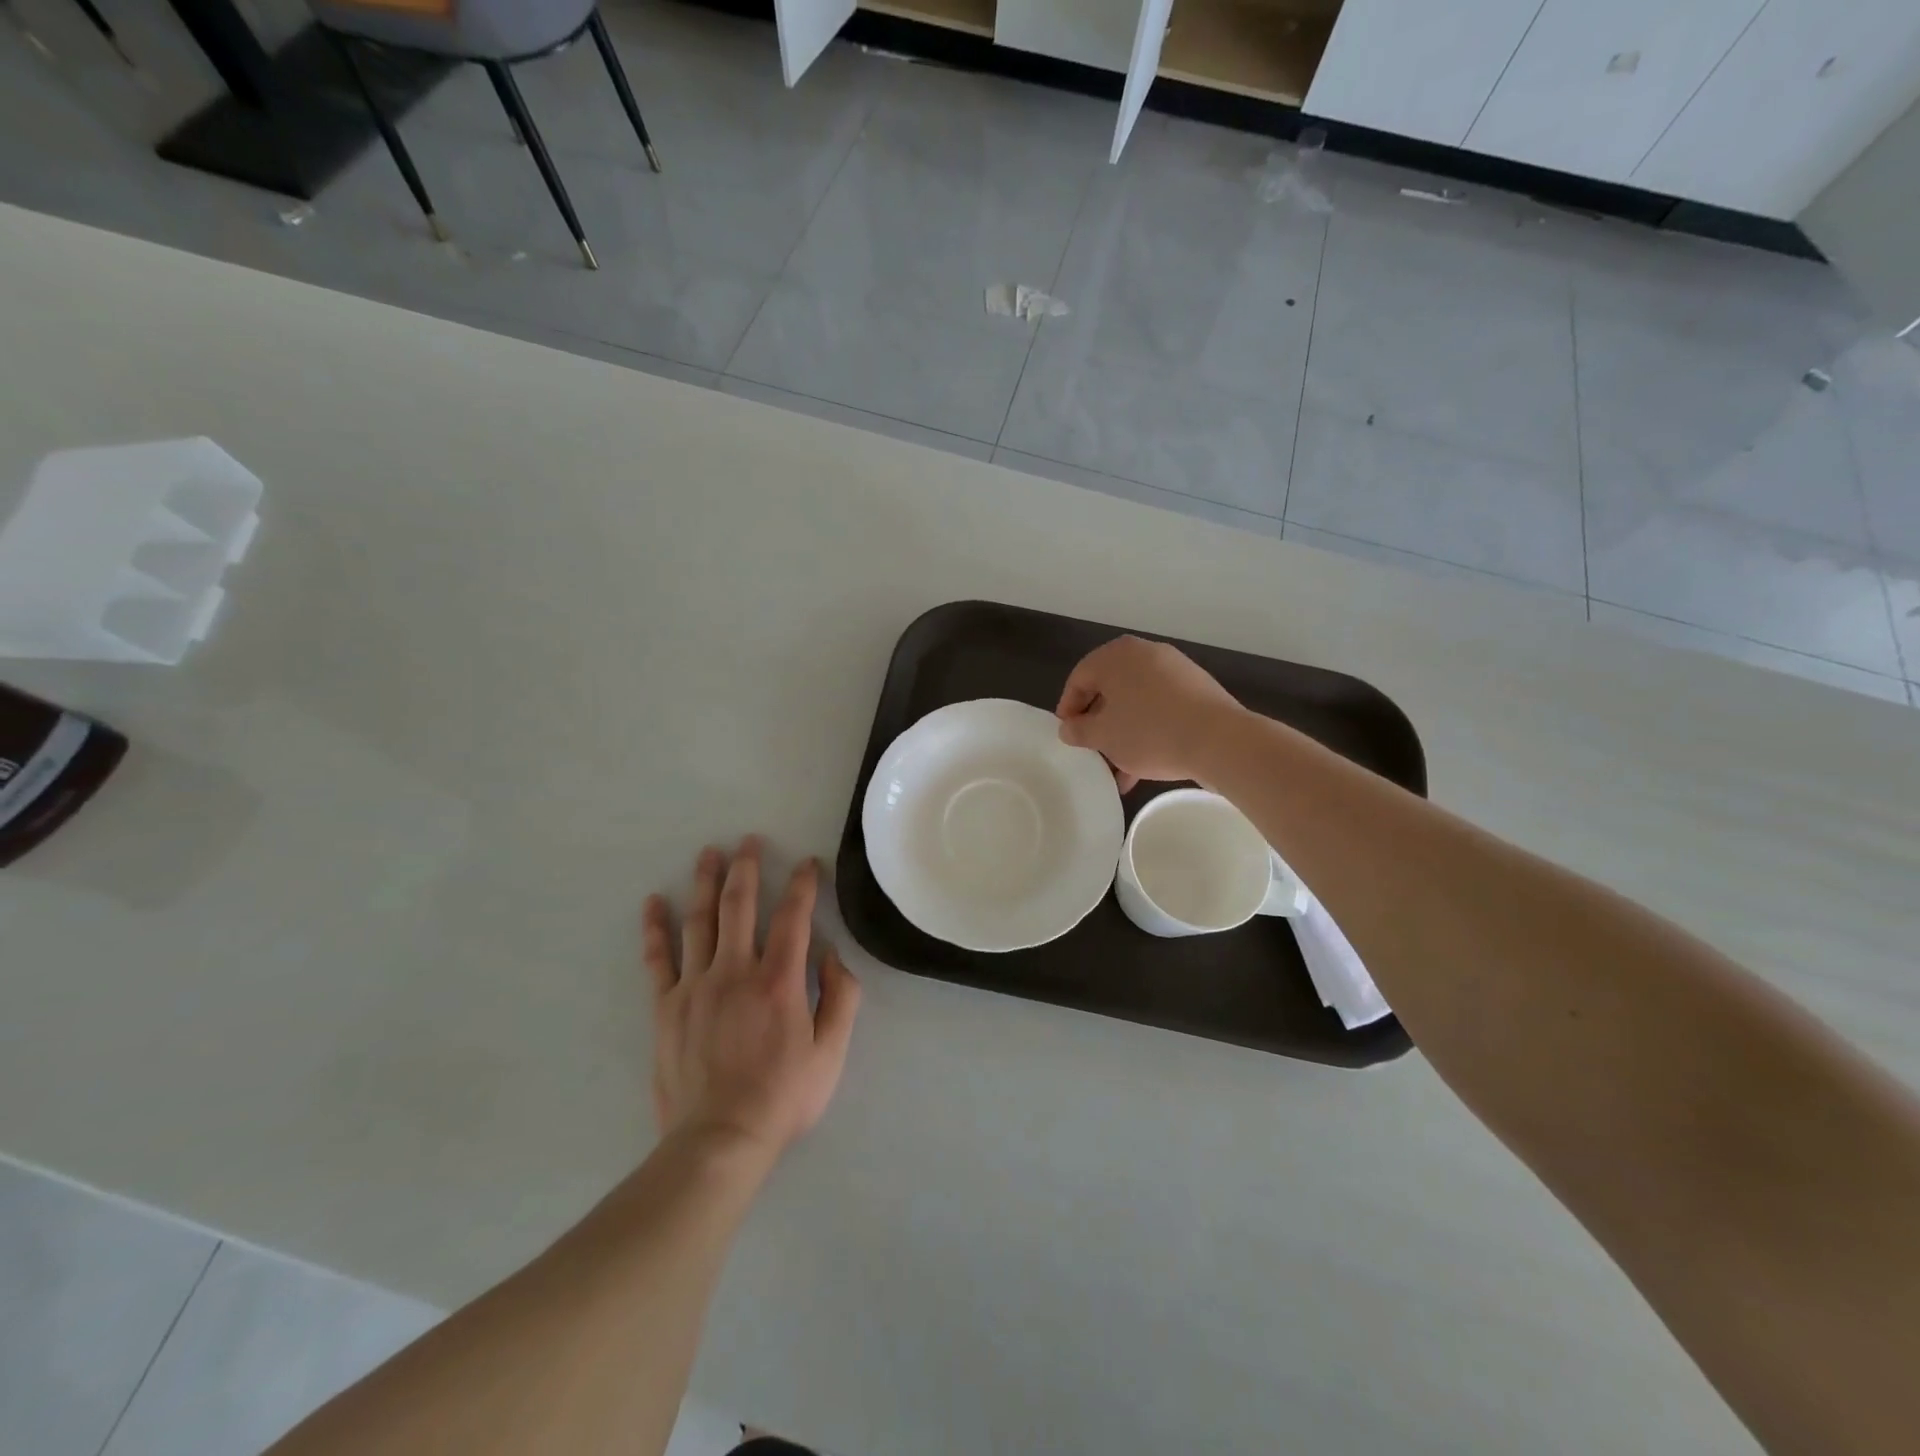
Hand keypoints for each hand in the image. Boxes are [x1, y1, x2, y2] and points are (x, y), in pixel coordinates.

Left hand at [642, 838, 859, 1161]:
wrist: (719, 1140)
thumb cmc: (783, 1097)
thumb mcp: (831, 1053)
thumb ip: (841, 998)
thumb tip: (830, 954)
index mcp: (779, 980)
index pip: (794, 917)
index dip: (803, 885)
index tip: (808, 864)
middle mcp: (736, 971)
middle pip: (740, 906)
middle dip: (747, 868)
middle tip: (749, 841)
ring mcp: (695, 986)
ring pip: (700, 921)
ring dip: (706, 883)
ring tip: (709, 854)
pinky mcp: (666, 1006)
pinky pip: (658, 959)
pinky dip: (656, 928)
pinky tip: (654, 902)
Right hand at [1055, 636, 1245, 791]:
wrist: (1219, 740)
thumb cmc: (1149, 732)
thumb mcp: (1104, 736)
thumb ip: (1079, 730)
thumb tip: (1068, 728)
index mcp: (1117, 656)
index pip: (1080, 677)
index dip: (1068, 708)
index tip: (1067, 734)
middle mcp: (1145, 654)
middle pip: (1110, 689)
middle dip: (1099, 722)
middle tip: (1092, 749)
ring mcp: (1175, 670)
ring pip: (1137, 702)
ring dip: (1124, 733)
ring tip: (1118, 769)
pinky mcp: (1197, 690)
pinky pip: (1161, 708)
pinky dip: (1149, 730)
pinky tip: (1144, 766)